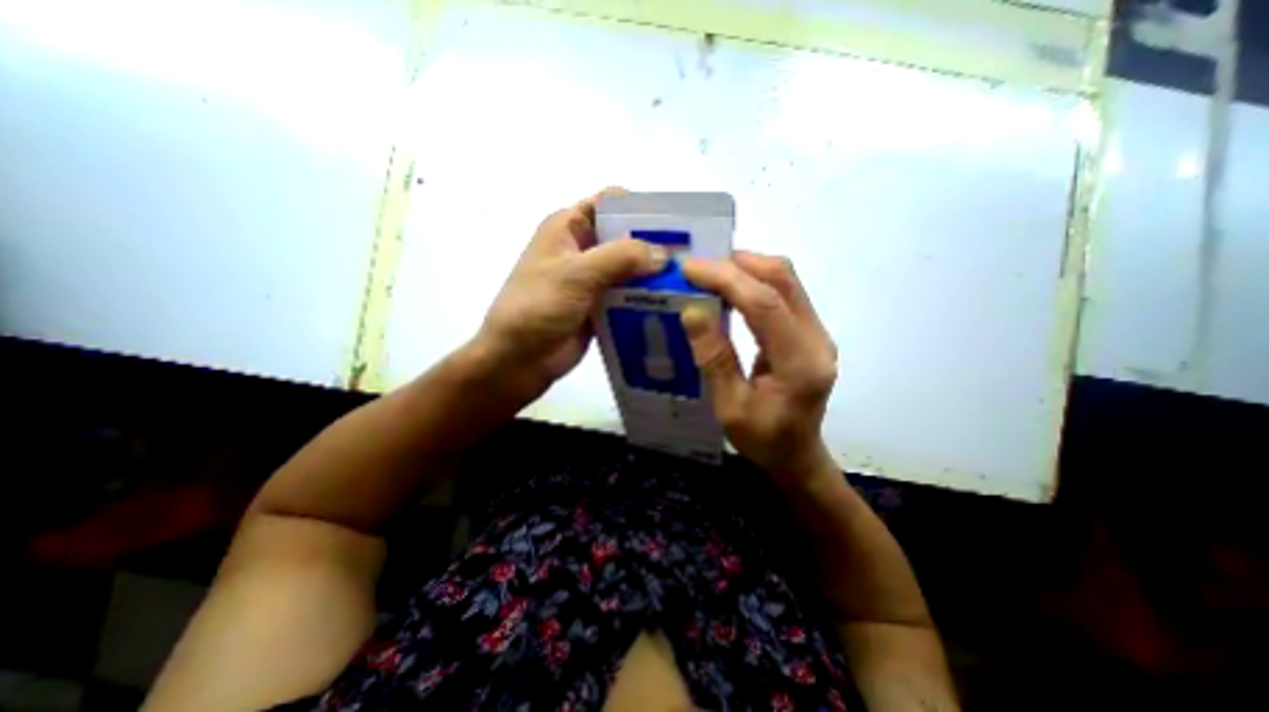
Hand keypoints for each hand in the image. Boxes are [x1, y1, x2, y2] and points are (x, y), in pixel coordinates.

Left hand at [475, 188, 673, 400]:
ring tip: (688, 281)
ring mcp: (592, 279)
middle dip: (654, 244)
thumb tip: (664, 254)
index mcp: (569, 227)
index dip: (641, 208)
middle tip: (690, 257)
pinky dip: (646, 298)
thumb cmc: (538, 307)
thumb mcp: (577, 274)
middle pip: (625, 237)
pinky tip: (672, 304)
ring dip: (653, 274)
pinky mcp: (600, 306)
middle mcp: (582, 249)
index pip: (610, 203)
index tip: (675, 223)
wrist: (518, 359)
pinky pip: (628, 295)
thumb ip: (621, 258)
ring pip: (630, 268)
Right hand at [678, 252, 840, 488]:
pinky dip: (753, 282)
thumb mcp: (730, 407)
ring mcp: (817, 332)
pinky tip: (729, 290)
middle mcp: (817, 339)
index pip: (765, 303)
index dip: (727, 279)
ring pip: (785, 280)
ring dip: (745, 269)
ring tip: (709, 276)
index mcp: (800, 364)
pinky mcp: (809, 331)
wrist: (797, 455)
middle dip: (737, 264)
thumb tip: (692, 310)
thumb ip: (714, 358)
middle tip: (697, 269)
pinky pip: (783, 293)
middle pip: (783, 279)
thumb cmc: (762, 440)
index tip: (690, 269)